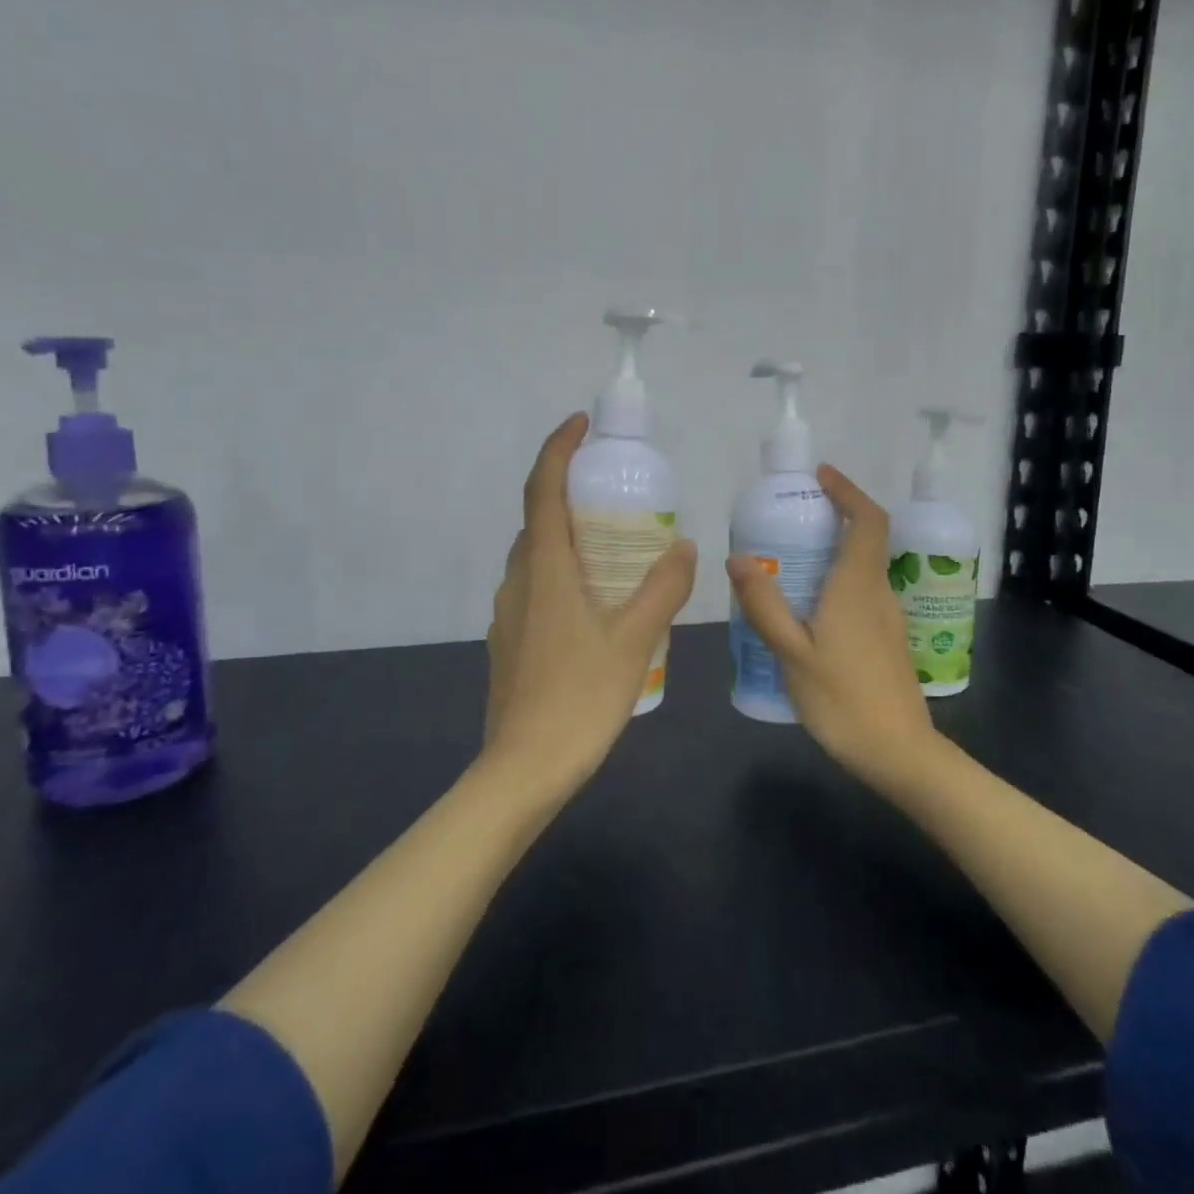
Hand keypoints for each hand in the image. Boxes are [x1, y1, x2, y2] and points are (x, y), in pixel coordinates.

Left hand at [484, 414, 697, 794]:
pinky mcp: (510, 641)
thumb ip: (663, 588)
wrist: (524, 769)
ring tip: (615, 547)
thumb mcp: (634, 640)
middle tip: (616, 493)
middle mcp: (518, 581)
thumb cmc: (580, 697)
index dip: (557, 449)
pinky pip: (536, 587)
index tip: (580, 425)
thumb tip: (684, 545)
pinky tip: (597, 603)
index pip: (541, 490)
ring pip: (537, 557)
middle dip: (570, 493)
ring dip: (569, 537)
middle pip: (538, 520)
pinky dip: (563, 573)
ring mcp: (508, 613)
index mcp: (543, 569)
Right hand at [726, 465, 936, 791]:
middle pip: (866, 540)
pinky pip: (862, 592)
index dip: (849, 491)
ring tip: (791, 560)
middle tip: (791, 518)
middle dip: (836, 517)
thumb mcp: (792, 653)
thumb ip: (764, 605)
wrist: (899, 753)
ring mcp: (889, 617)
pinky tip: (809, 608)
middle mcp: (879, 593)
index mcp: (857, 586)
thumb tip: (738, 558)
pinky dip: (839, 580)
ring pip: (864, 568)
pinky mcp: (889, 640)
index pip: (868, 520)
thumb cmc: (842, 701)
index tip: (821, 476)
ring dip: (835, 551)